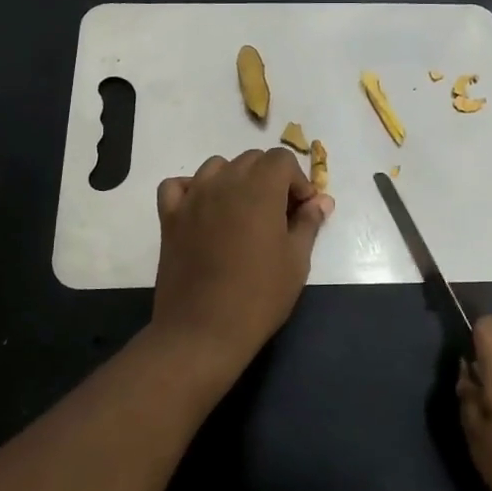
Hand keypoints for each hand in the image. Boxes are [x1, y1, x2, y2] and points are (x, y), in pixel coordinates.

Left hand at [152, 149, 333, 366]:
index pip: (282, 159)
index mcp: (259, 188)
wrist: (203, 331)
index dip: (298, 181)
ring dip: (234, 180)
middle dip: (270, 178)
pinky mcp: (169, 217)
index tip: (303, 210)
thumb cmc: (259, 296)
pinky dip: (192, 189)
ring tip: (243, 212)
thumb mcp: (297, 260)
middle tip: (279, 214)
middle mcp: (224, 182)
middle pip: (251, 160)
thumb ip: (309, 222)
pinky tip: (204, 210)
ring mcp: (193, 197)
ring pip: (216, 167)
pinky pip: (178, 186)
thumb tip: (321, 201)